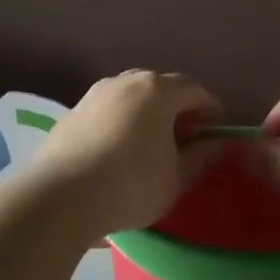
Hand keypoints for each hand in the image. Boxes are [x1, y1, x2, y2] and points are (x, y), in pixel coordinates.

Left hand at [29, 71, 223, 236]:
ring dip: (146, 115)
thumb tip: (218, 145)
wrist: (61, 197)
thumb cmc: (131, 184)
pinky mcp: (70, 115)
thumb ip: (201, 157)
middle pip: (159, 87)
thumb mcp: (176, 178)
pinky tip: (119, 152)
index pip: (194, 90)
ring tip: (151, 146)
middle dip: (177, 109)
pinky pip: (106, 112)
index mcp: (157, 90)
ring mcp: (93, 96)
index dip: (210, 110)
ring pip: (129, 98)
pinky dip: (120, 124)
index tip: (216, 132)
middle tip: (186, 138)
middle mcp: (124, 82)